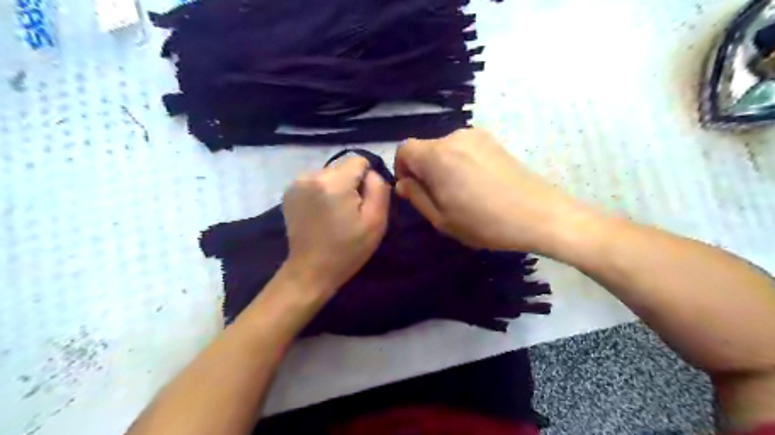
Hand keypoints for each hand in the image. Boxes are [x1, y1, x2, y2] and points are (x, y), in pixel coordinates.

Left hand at [280, 155, 393, 295]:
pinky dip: (322, 192)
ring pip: (330, 174)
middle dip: (351, 184)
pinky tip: (321, 213)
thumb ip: (379, 188)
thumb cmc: (347, 249)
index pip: (359, 160)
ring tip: (334, 214)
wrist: (311, 270)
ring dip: (336, 188)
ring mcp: (297, 183)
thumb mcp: (376, 221)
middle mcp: (312, 176)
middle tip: (350, 212)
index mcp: (334, 183)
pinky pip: (316, 181)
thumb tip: (372, 173)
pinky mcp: (289, 191)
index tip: (364, 202)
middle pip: (343, 167)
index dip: (367, 179)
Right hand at [396, 128, 590, 251]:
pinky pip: (464, 149)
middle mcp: (454, 137)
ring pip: (445, 149)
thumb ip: (416, 197)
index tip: (412, 190)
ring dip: (443, 168)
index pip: (404, 149)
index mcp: (437, 155)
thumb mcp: (441, 219)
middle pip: (425, 149)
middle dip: (423, 171)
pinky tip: (478, 185)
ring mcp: (477, 136)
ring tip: (461, 194)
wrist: (539, 215)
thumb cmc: (484, 222)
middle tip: (439, 198)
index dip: (401, 169)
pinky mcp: (494, 141)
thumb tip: (403, 183)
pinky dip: (460, 163)